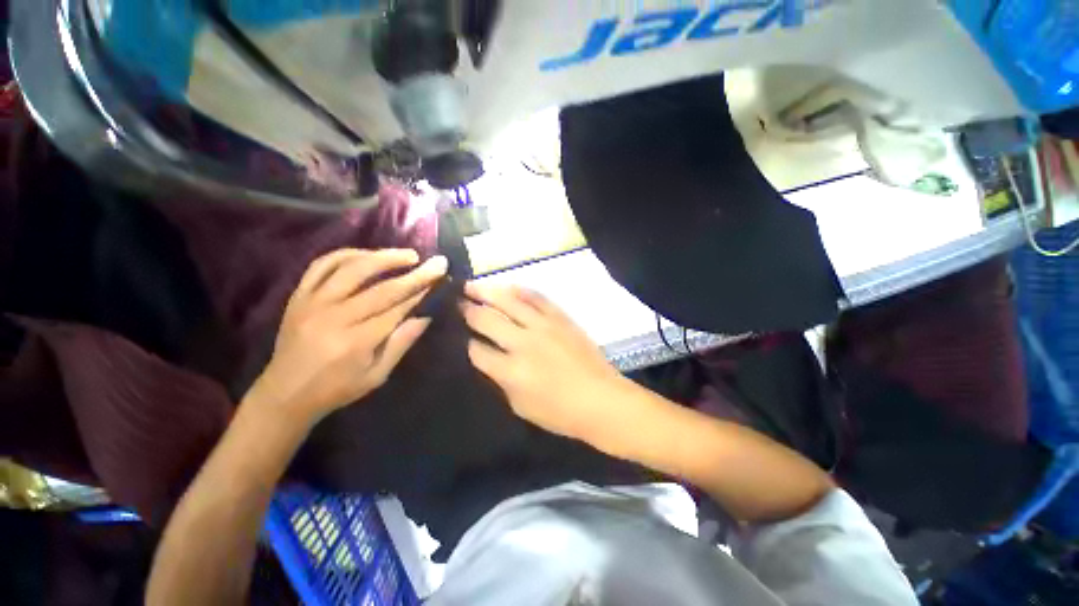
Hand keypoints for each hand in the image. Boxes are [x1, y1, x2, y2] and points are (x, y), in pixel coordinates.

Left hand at [246, 248, 446, 425]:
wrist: (284, 393)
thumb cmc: (337, 388)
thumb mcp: (377, 375)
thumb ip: (401, 343)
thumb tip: (426, 316)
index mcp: (355, 342)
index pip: (397, 309)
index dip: (422, 292)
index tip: (441, 279)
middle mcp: (334, 317)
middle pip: (382, 288)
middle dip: (415, 274)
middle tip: (437, 262)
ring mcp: (312, 302)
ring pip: (352, 268)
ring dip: (384, 257)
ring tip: (409, 255)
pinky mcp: (299, 295)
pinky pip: (322, 265)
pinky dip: (347, 254)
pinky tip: (368, 255)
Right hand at [461, 282, 630, 443]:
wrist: (601, 399)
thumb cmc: (560, 412)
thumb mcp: (520, 406)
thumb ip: (501, 380)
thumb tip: (490, 357)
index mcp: (510, 371)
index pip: (476, 350)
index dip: (466, 343)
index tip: (461, 336)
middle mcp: (522, 343)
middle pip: (486, 320)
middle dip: (467, 310)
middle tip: (456, 301)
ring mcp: (543, 326)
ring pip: (508, 301)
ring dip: (487, 291)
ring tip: (471, 285)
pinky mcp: (560, 317)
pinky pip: (537, 297)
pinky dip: (520, 290)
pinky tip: (508, 286)